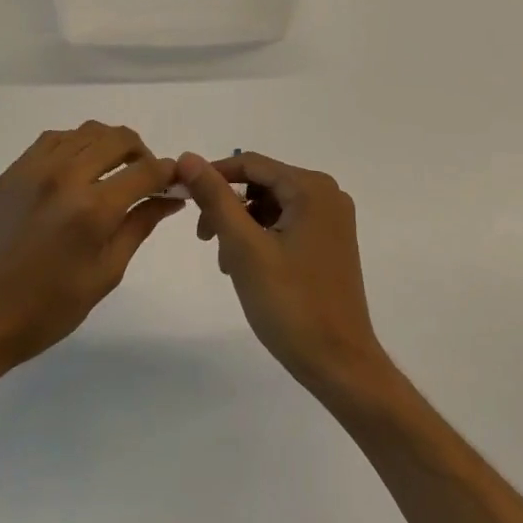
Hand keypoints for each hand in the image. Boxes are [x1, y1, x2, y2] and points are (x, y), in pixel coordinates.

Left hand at [0, 123, 182, 376]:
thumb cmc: (46, 310)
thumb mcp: (104, 275)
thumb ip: (138, 227)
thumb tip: (170, 199)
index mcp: (92, 209)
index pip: (145, 171)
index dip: (168, 173)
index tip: (175, 184)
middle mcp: (65, 176)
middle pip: (118, 138)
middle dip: (142, 153)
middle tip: (146, 179)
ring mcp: (34, 168)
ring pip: (86, 131)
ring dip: (110, 145)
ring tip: (113, 172)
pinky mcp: (13, 171)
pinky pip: (55, 139)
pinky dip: (77, 144)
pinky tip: (79, 170)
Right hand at [177, 150, 390, 400]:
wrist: (339, 364)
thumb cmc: (290, 304)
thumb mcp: (244, 247)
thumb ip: (215, 198)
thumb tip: (189, 157)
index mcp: (312, 188)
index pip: (251, 164)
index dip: (213, 175)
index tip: (183, 198)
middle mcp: (327, 195)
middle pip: (262, 184)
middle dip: (228, 207)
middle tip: (205, 239)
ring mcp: (332, 220)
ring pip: (271, 206)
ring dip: (242, 225)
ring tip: (228, 262)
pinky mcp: (330, 243)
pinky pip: (287, 224)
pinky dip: (262, 238)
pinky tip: (248, 268)